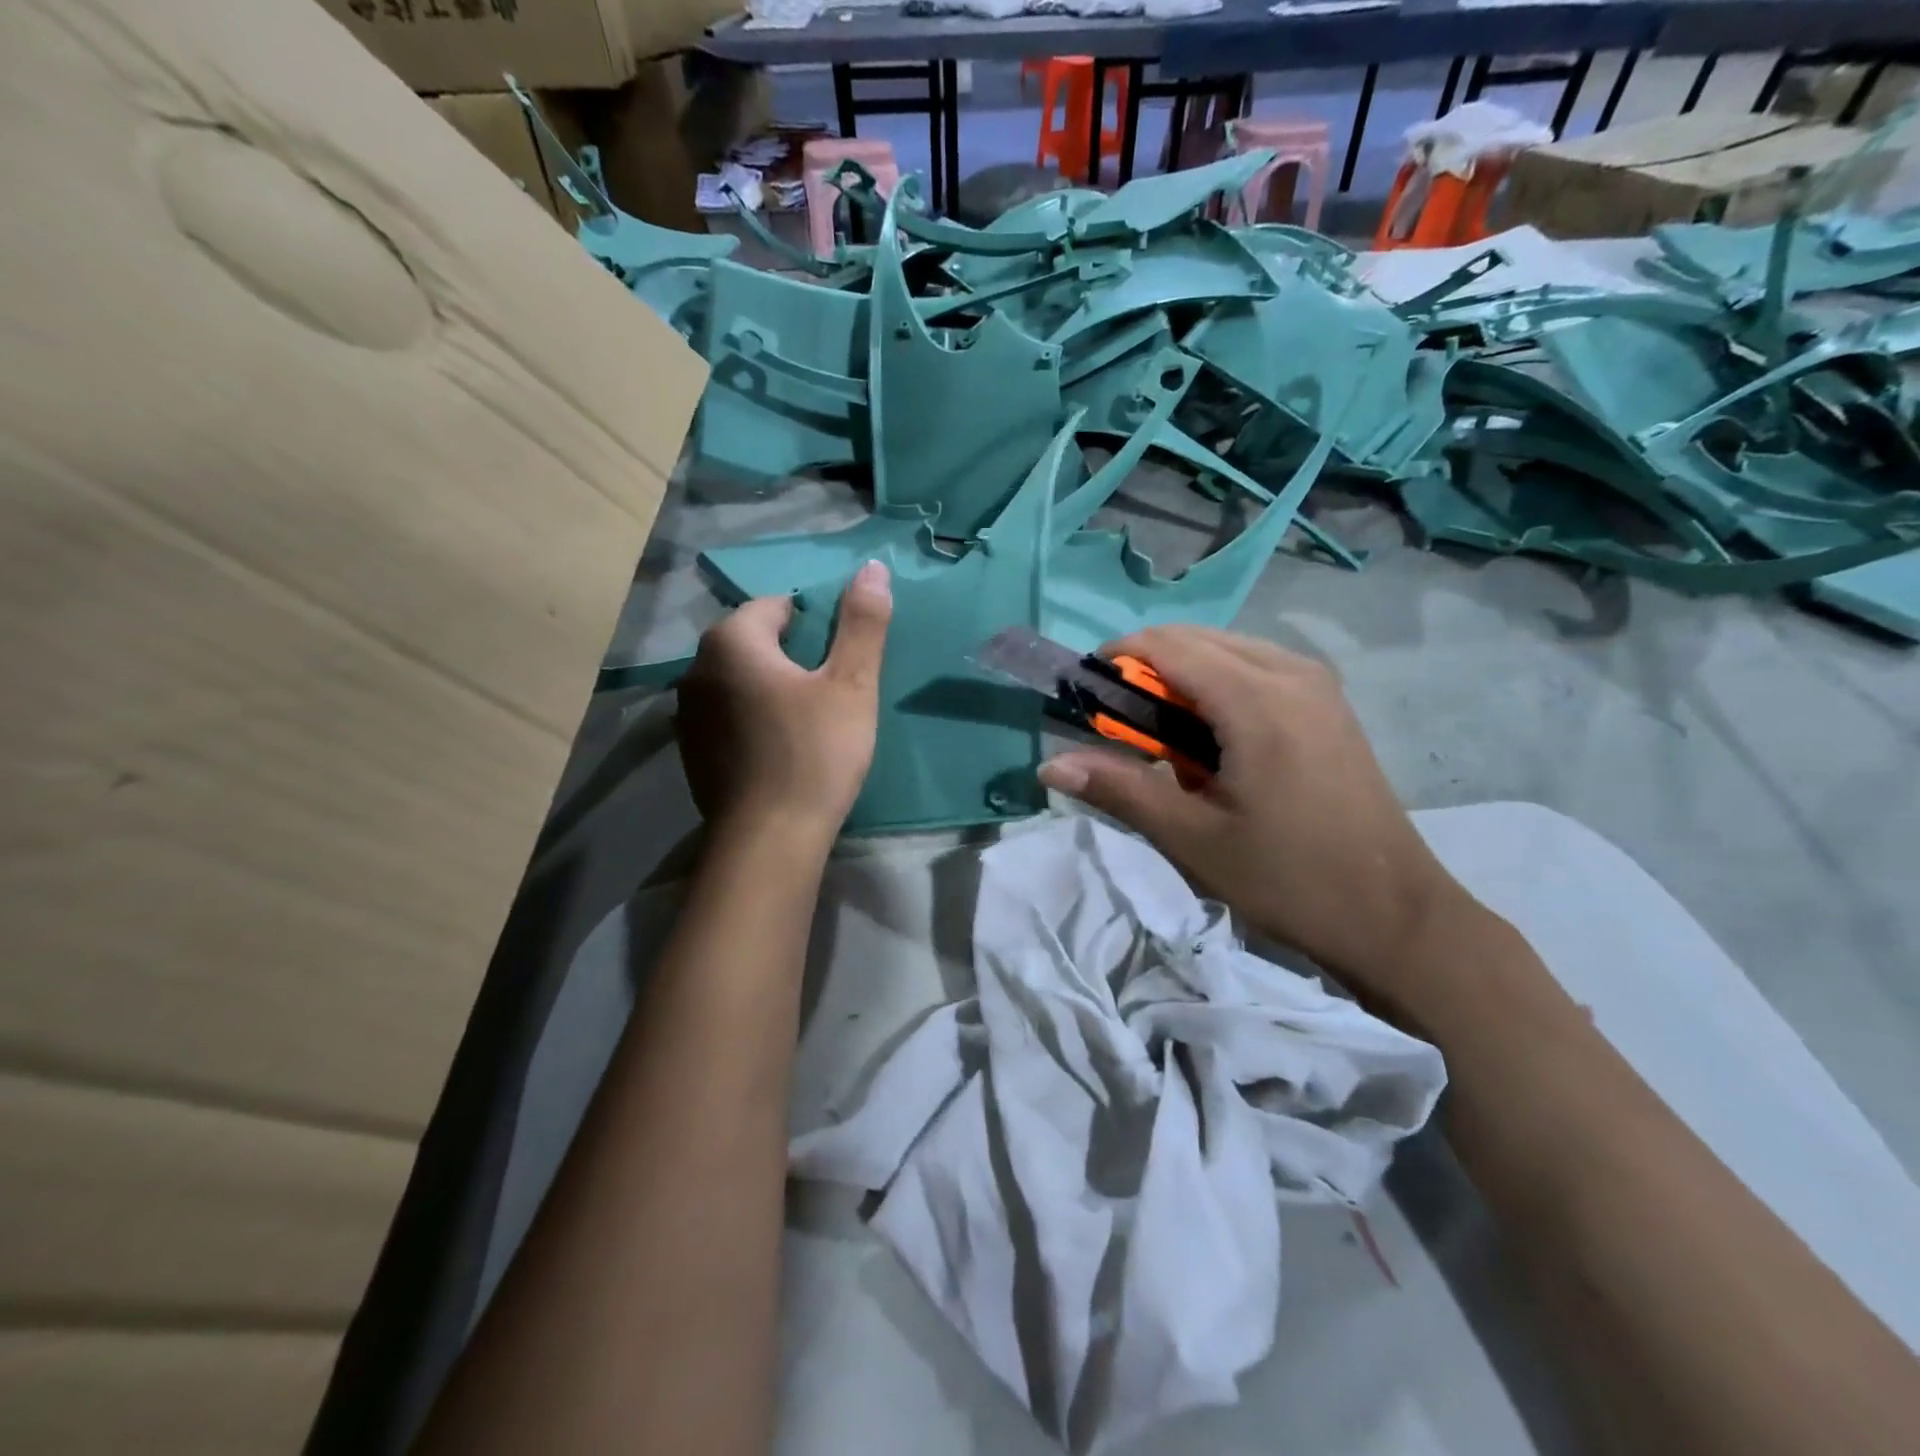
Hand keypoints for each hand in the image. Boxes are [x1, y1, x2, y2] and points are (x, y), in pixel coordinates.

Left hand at [675, 561, 891, 843]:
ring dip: (771, 687)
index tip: (841, 660)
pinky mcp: (691, 751)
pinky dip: (753, 718)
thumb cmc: (815, 753)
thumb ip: (862, 623)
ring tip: (809, 720)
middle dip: (792, 655)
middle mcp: (697, 668)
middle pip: (754, 642)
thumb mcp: (851, 685)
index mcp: (731, 641)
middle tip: (832, 691)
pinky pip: (728, 715)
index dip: (816, 625)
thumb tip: (873, 567)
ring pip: (739, 680)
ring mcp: (687, 713)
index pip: (777, 607)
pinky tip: (780, 749)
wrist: (769, 841)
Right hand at [1036, 626, 1483, 1007]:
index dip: (1115, 660)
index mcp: (1257, 700)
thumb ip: (1119, 788)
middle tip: (1116, 724)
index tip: (1083, 694)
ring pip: (1228, 649)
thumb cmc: (1287, 879)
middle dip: (1145, 668)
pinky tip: (1213, 739)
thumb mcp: (1192, 838)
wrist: (1394, 915)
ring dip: (1182, 676)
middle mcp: (1291, 672)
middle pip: (1196, 638)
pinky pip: (1257, 667)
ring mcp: (1318, 684)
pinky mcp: (1329, 703)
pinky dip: (1218, 686)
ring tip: (1161, 736)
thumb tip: (1049, 766)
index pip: (1167, 647)